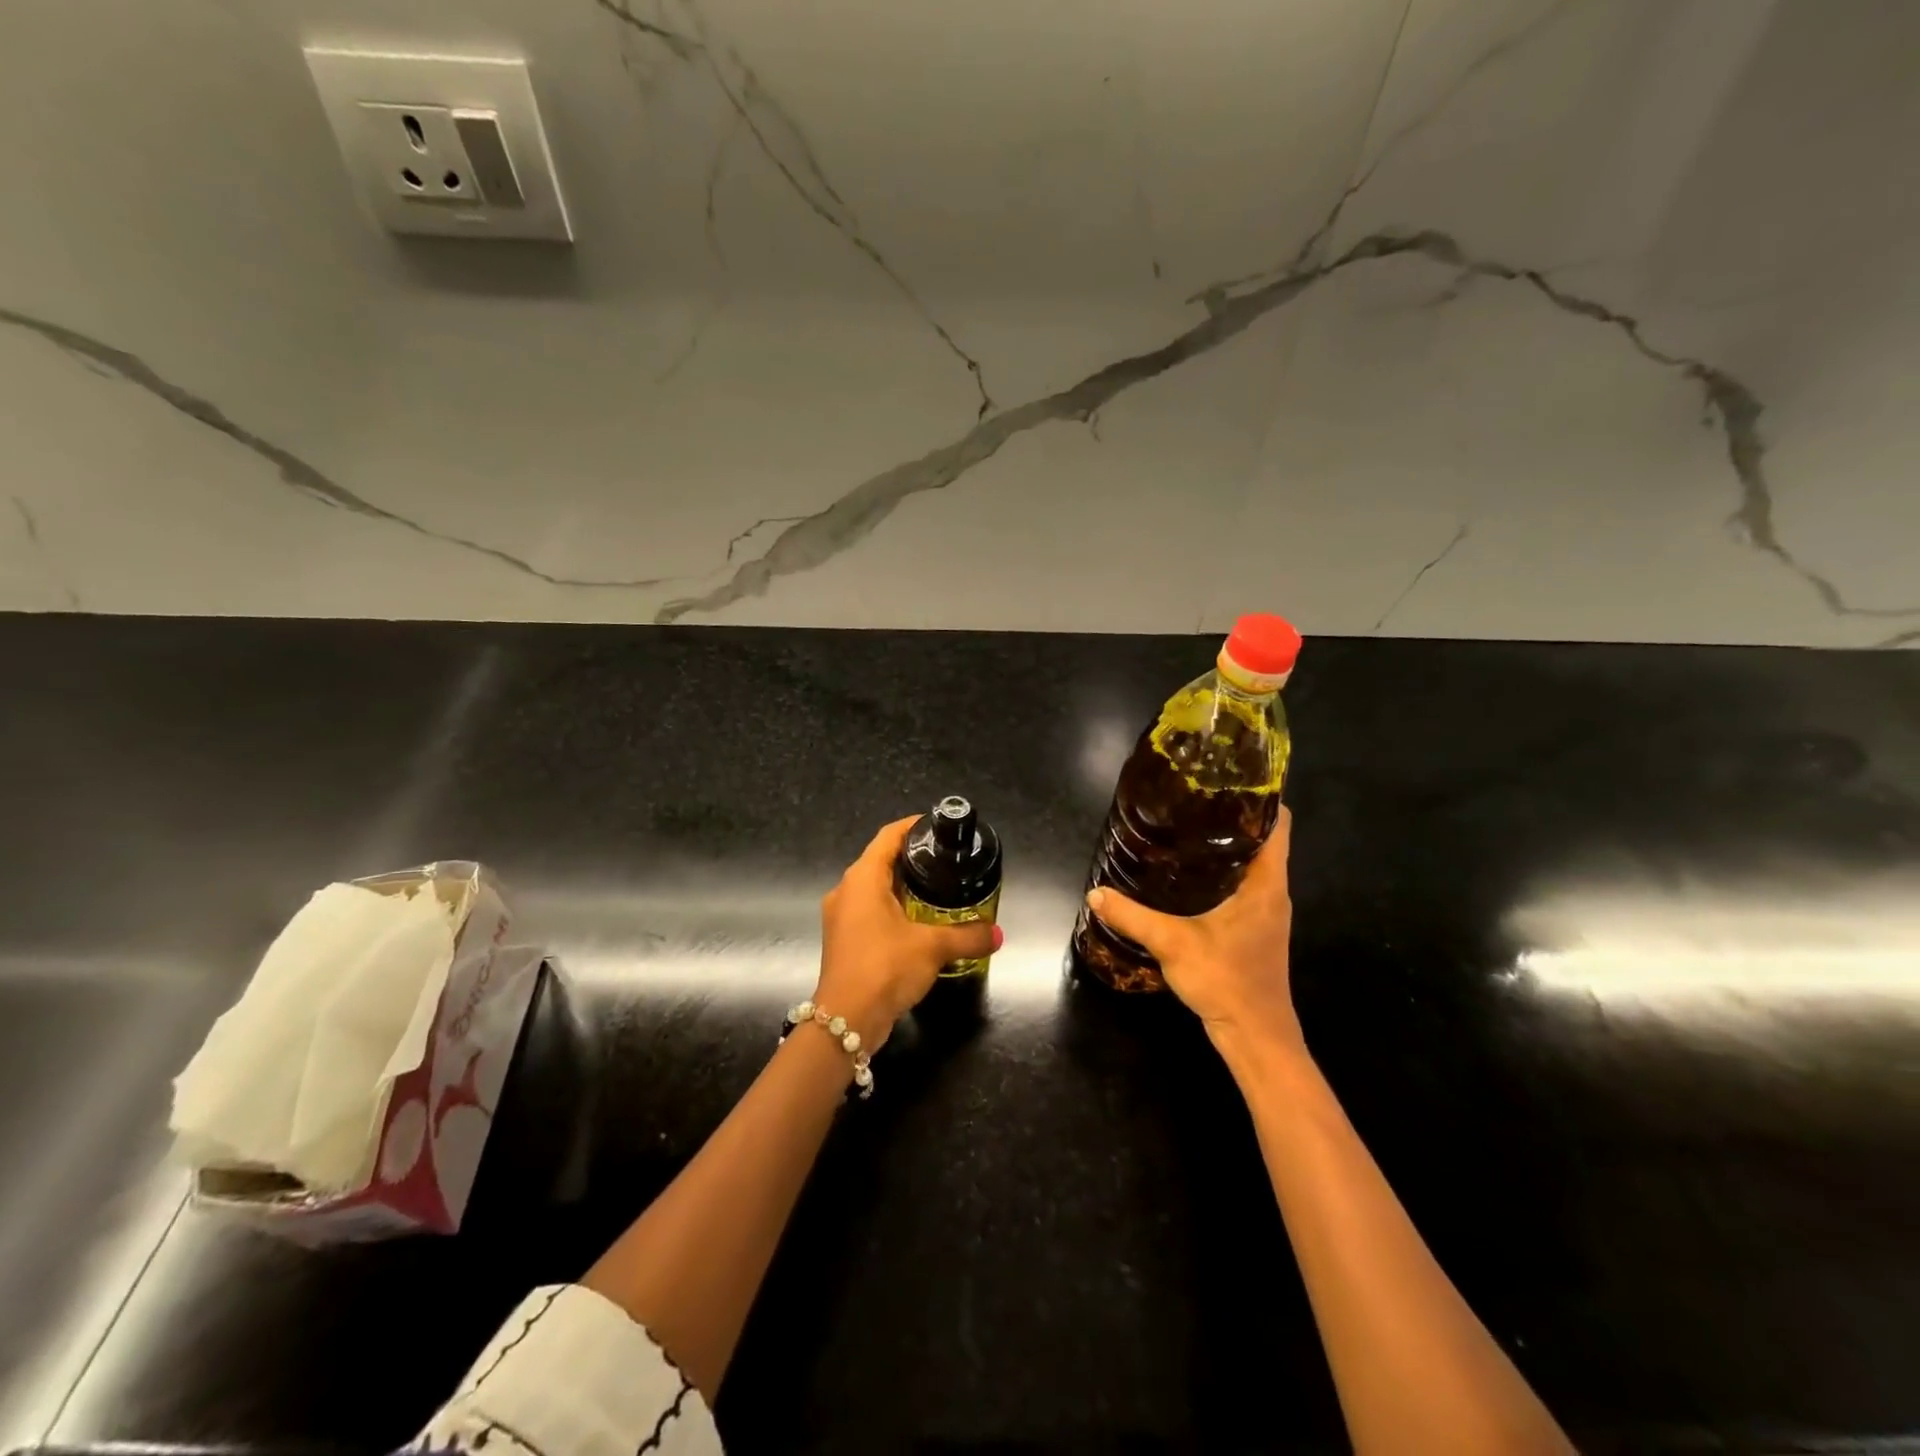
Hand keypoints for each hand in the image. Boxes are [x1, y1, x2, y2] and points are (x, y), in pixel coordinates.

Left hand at [815, 816, 1001, 1049]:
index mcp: (862, 878)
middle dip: (912, 858)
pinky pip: (870, 912)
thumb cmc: (885, 968)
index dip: (913, 826)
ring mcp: (841, 917)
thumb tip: (998, 934)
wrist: (845, 1020)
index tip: (938, 825)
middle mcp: (846, 891)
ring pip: (874, 889)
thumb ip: (967, 936)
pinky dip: (893, 910)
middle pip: (880, 860)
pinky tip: (918, 923)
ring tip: (937, 889)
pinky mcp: (844, 940)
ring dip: (902, 886)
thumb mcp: (932, 947)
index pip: (888, 836)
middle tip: (946, 860)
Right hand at [1084, 807, 1303, 1062]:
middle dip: (1230, 818)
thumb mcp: (1173, 944)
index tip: (1225, 781)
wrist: (1256, 1037)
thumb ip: (1133, 917)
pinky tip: (1187, 877)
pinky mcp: (1255, 929)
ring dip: (1225, 847)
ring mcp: (1266, 912)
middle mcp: (1273, 892)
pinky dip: (1221, 873)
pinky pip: (1243, 886)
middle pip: (1263, 840)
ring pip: (1252, 864)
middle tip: (1189, 802)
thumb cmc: (1227, 981)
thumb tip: (1095, 894)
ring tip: (1184, 830)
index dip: (1259, 798)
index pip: (1279, 824)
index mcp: (1266, 883)